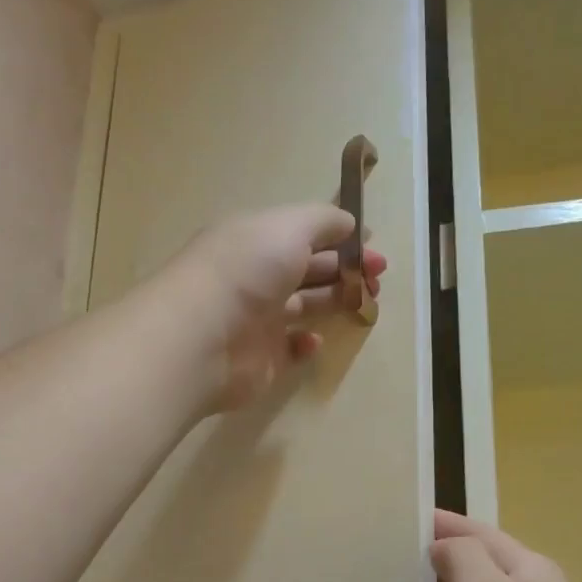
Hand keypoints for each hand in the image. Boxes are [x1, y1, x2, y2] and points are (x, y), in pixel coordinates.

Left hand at [162, 204, 386, 412]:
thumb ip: (322, 221)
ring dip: (334, 302)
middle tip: (379, 276)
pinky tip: (314, 340)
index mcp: (256, 240)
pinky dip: (305, 344)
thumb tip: (349, 223)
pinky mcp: (260, 360)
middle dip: (345, 269)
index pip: (302, 234)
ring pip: (303, 306)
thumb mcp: (288, 227)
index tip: (372, 244)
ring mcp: (257, 320)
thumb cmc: (247, 271)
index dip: (338, 237)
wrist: (202, 339)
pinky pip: (289, 350)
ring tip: (365, 302)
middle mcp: (255, 277)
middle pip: (308, 270)